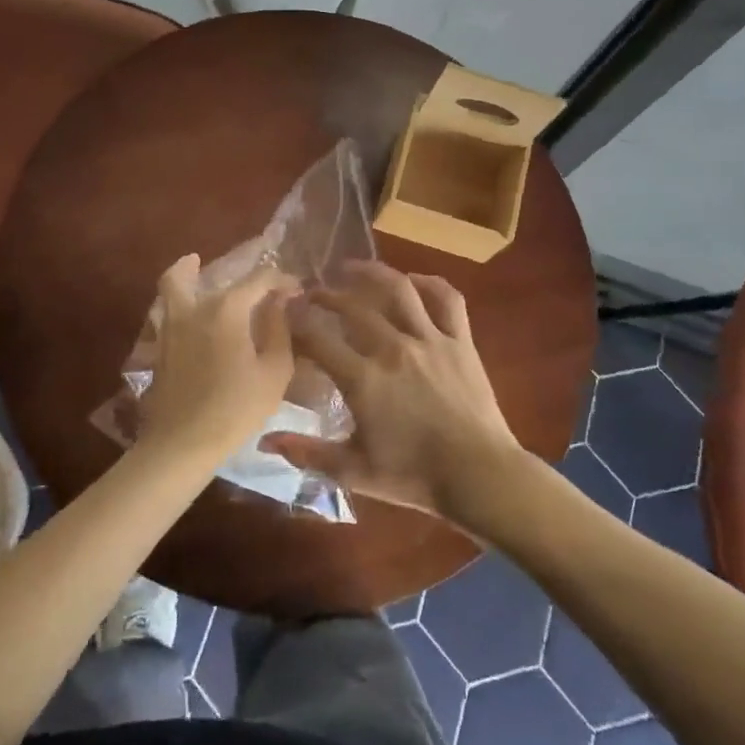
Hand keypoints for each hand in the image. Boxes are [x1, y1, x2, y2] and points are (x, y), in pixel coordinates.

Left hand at [136, 255, 297, 461]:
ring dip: (186, 273)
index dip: (281, 279)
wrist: (183, 443)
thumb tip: (280, 302)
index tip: (297, 290)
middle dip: (230, 270)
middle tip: (247, 279)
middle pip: (197, 271)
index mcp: (226, 309)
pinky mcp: (160, 346)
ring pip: (172, 286)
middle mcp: (193, 308)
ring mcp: (170, 326)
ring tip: (197, 268)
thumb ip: (279, 329)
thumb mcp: (274, 371)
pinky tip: (195, 315)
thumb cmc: (236, 408)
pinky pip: (167, 309)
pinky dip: (179, 300)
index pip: (258, 279)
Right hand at [265, 261, 524, 518]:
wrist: (479, 476)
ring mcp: (430, 340)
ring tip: (351, 267)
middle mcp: (393, 348)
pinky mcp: (461, 341)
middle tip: (312, 293)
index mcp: (363, 379)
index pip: (317, 338)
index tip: (284, 313)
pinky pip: (447, 299)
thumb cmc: (414, 477)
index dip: (296, 321)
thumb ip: (307, 453)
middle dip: (326, 295)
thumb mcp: (353, 472)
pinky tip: (412, 281)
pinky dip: (429, 283)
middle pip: (352, 307)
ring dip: (371, 273)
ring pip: (398, 289)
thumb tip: (265, 441)